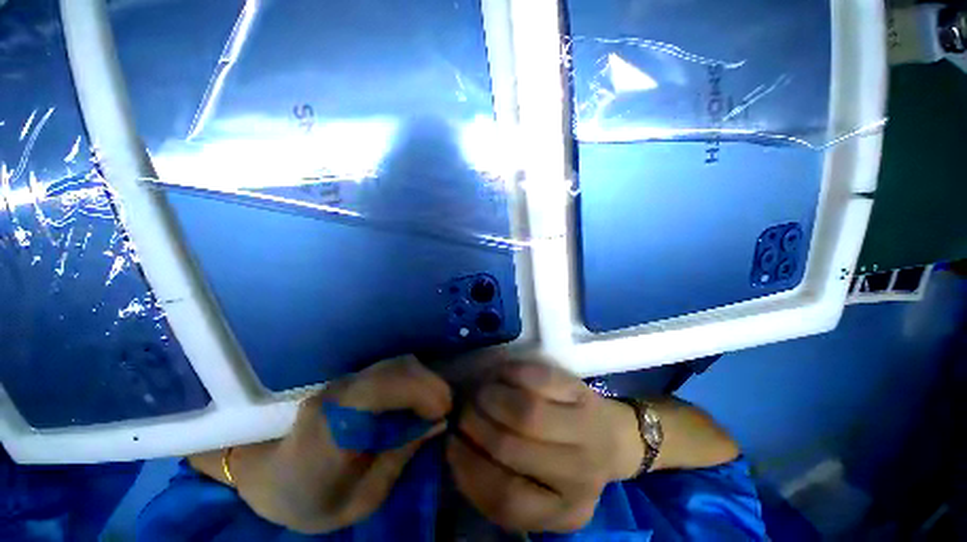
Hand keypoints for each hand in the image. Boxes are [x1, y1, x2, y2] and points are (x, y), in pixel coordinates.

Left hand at [238, 356, 450, 533]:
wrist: (272, 475)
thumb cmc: (312, 498)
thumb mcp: (361, 498)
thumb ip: (400, 456)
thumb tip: (438, 423)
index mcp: (331, 426)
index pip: (379, 389)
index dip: (418, 392)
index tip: (444, 411)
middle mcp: (338, 392)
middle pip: (394, 368)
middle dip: (429, 384)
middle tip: (444, 409)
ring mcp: (344, 380)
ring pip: (395, 363)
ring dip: (422, 379)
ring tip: (434, 403)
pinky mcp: (352, 377)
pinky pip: (391, 368)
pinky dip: (412, 378)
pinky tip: (417, 397)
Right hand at [447, 361, 643, 532]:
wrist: (611, 436)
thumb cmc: (563, 461)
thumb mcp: (534, 487)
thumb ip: (498, 477)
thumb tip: (455, 442)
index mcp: (561, 511)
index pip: (505, 498)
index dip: (469, 467)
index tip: (451, 443)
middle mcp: (578, 479)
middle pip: (511, 448)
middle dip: (475, 424)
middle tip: (464, 410)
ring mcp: (586, 433)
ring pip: (527, 412)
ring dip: (491, 397)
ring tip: (481, 392)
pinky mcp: (585, 396)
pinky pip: (541, 379)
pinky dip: (512, 374)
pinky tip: (502, 376)